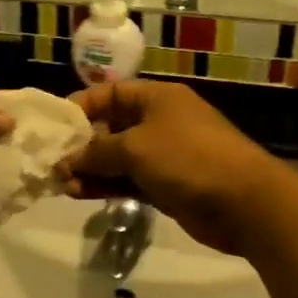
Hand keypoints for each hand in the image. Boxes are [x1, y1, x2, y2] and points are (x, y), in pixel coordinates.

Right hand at [57, 80, 283, 253]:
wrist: (244, 203)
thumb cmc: (188, 159)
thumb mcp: (135, 147)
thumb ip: (96, 151)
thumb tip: (67, 159)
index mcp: (156, 99)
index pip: (109, 93)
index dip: (80, 106)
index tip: (53, 127)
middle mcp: (158, 122)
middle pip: (110, 127)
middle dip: (81, 144)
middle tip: (52, 163)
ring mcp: (163, 155)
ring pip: (117, 158)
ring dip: (90, 169)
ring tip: (61, 184)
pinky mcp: (165, 185)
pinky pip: (127, 180)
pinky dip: (105, 185)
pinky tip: (79, 193)